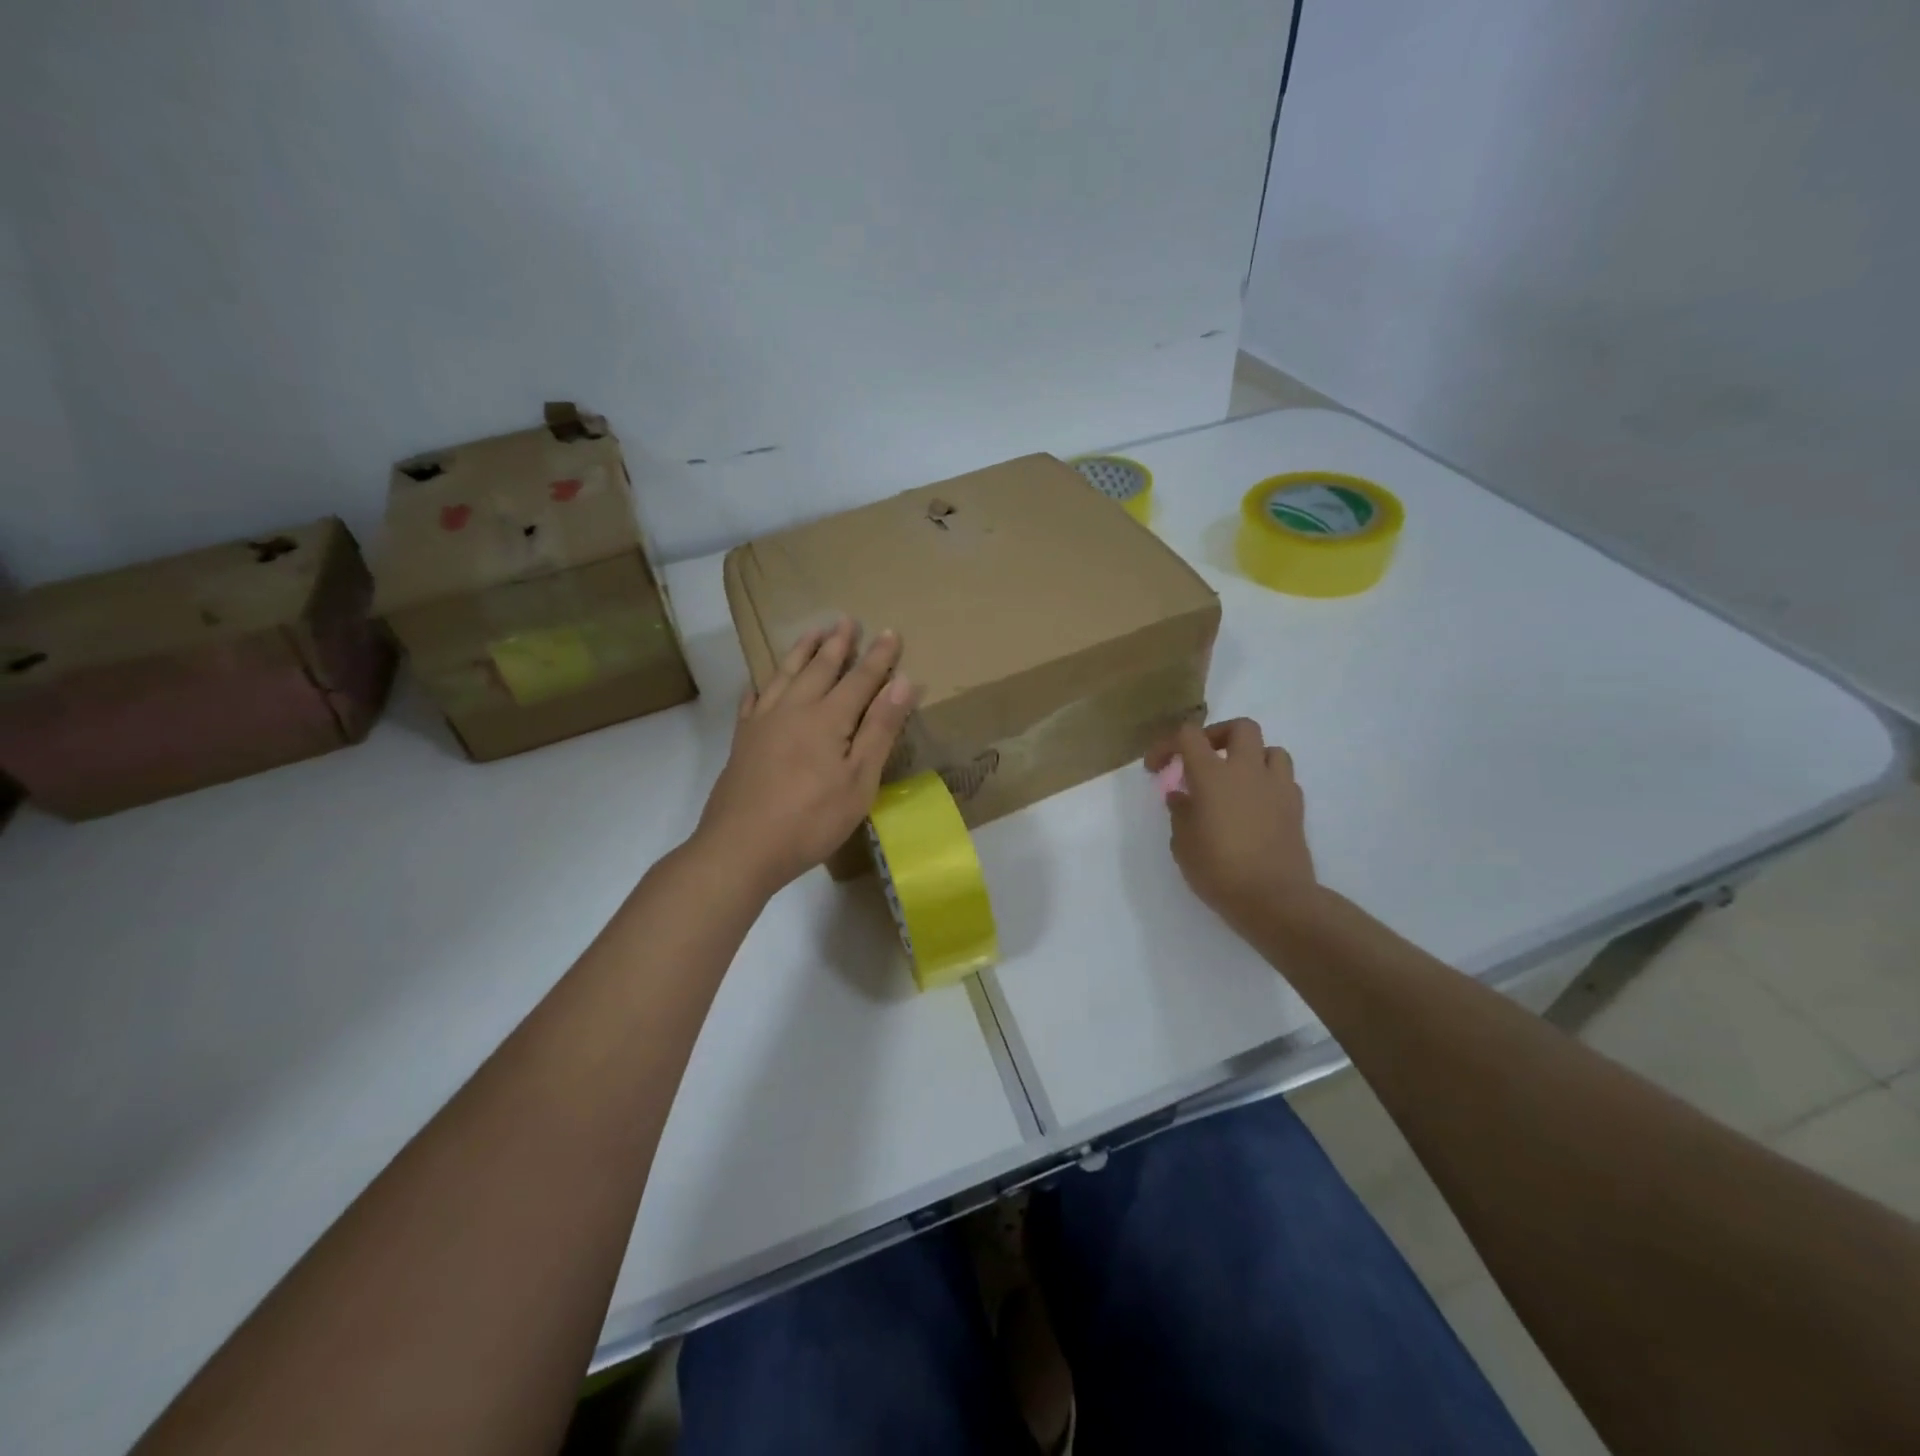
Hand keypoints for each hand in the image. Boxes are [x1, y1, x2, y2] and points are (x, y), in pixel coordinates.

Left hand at [694, 619, 917, 896]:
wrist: (741, 846)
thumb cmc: (811, 820)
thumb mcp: (860, 781)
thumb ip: (880, 729)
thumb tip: (904, 683)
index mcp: (828, 719)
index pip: (860, 678)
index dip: (879, 656)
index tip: (891, 632)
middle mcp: (794, 709)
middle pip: (820, 668)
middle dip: (837, 644)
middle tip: (846, 620)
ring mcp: (763, 722)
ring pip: (785, 674)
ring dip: (801, 651)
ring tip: (812, 632)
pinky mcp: (743, 740)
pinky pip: (753, 699)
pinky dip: (763, 683)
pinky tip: (762, 681)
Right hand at [1146, 718, 1319, 939]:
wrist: (1274, 899)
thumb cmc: (1218, 870)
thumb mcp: (1183, 844)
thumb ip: (1180, 813)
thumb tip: (1181, 797)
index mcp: (1212, 775)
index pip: (1188, 735)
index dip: (1168, 744)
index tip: (1157, 767)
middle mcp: (1247, 770)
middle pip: (1240, 727)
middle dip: (1219, 735)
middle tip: (1203, 758)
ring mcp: (1277, 786)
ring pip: (1271, 749)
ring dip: (1251, 757)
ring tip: (1235, 780)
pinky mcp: (1296, 807)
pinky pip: (1284, 779)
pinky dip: (1268, 783)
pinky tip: (1255, 805)